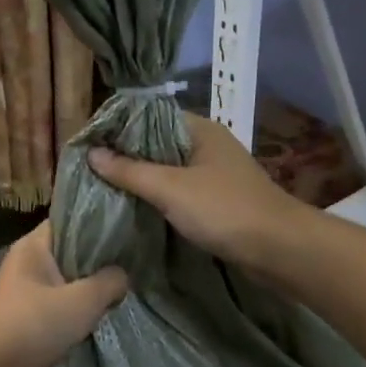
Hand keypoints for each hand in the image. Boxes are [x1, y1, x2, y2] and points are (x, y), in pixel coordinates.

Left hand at [0, 222, 128, 366]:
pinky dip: (76, 309)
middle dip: (97, 260)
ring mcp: (22, 291)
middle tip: (131, 262)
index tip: (125, 230)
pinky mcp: (25, 317)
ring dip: (88, 289)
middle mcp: (24, 262)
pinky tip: (99, 316)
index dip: (96, 223)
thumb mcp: (84, 300)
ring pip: (65, 280)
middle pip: (69, 252)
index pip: (68, 220)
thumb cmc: (37, 325)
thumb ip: (110, 281)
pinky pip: (57, 304)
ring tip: (121, 290)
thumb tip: (122, 276)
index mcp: (32, 246)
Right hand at [88, 113, 309, 269]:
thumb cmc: (223, 209)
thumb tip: (92, 153)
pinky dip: (159, 198)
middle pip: (158, 145)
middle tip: (90, 170)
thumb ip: (130, 170)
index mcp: (199, 130)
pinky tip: (137, 208)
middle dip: (127, 157)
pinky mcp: (218, 201)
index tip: (88, 144)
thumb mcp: (170, 188)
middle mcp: (207, 146)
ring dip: (142, 180)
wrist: (277, 248)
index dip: (119, 128)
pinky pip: (180, 192)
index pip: (150, 117)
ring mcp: (215, 174)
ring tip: (105, 189)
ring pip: (169, 170)